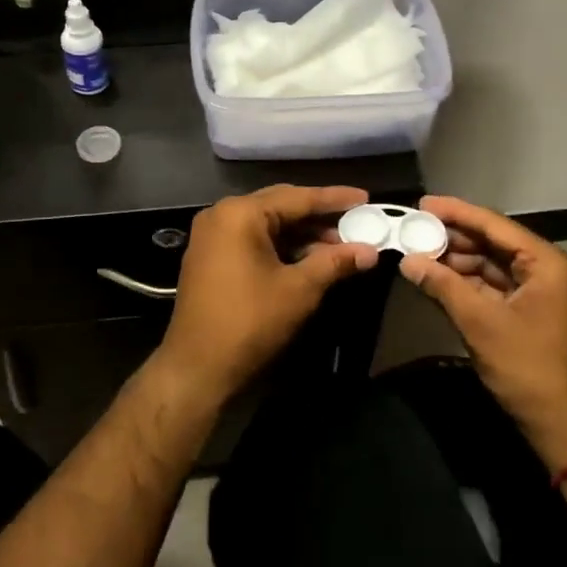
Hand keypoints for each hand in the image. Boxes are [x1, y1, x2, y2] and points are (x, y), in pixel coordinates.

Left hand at [156, 185, 378, 405]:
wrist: (197, 369)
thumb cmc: (249, 322)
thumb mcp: (299, 290)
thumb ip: (334, 262)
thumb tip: (370, 251)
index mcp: (240, 213)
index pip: (297, 197)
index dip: (334, 199)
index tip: (365, 197)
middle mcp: (222, 215)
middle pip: (280, 205)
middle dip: (319, 216)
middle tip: (355, 220)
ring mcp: (213, 236)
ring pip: (267, 224)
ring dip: (302, 234)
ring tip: (340, 244)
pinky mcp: (211, 257)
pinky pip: (253, 240)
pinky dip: (281, 246)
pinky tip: (309, 258)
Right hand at [399, 195, 566, 471]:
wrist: (566, 428)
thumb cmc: (528, 369)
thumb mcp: (481, 324)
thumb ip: (443, 286)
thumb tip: (407, 260)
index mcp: (548, 263)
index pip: (495, 225)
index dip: (456, 212)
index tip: (422, 204)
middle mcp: (548, 270)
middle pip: (493, 243)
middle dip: (453, 239)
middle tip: (413, 231)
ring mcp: (541, 293)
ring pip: (492, 265)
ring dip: (457, 262)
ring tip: (418, 255)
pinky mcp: (531, 313)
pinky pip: (495, 287)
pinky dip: (467, 284)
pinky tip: (438, 280)